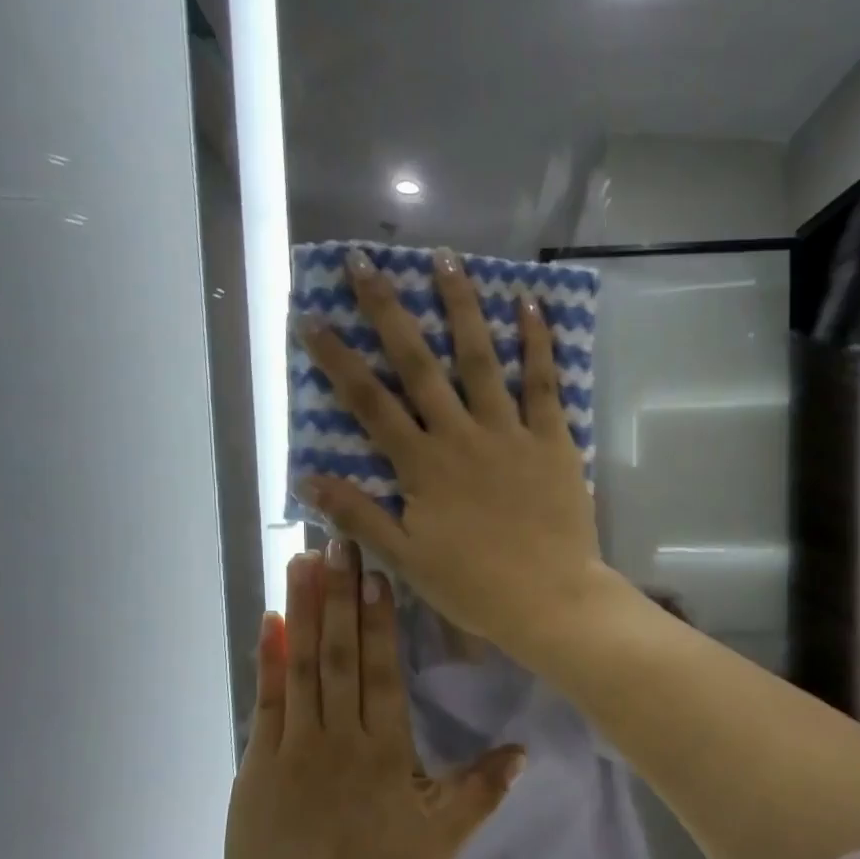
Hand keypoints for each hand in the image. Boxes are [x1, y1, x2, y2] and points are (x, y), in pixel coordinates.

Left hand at [220, 538, 525, 858]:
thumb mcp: (441, 842)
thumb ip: (481, 792)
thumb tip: (522, 751)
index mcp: (384, 752)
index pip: (382, 671)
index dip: (379, 620)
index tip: (377, 573)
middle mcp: (339, 736)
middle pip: (340, 654)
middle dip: (341, 595)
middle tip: (339, 542)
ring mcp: (293, 744)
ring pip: (302, 665)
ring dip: (304, 610)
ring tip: (304, 561)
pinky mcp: (258, 759)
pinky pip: (266, 698)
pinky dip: (269, 657)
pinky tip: (271, 620)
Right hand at [295, 246, 612, 655]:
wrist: (549, 600)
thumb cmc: (475, 586)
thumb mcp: (406, 559)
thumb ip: (359, 515)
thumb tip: (307, 478)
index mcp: (422, 466)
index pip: (369, 404)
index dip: (338, 360)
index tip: (312, 318)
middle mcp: (460, 436)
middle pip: (418, 365)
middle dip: (388, 312)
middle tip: (365, 263)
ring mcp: (509, 433)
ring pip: (481, 359)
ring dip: (461, 306)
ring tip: (446, 258)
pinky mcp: (553, 440)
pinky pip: (544, 384)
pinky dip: (538, 343)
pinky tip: (530, 304)